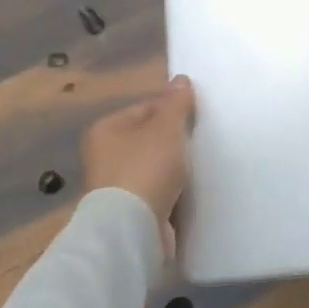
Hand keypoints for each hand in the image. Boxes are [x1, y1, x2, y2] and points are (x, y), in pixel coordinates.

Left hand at [81, 76, 195, 253]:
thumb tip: (181, 80)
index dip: (173, 110)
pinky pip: (159, 191)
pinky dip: (174, 190)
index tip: (198, 118)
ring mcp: (117, 185)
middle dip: (176, 140)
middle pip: (150, 138)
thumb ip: (176, 103)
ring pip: (156, 166)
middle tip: (203, 140)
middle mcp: (105, 155)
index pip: (146, 108)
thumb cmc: (146, 168)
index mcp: (106, 130)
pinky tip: (191, 189)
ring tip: (201, 165)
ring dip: (176, 167)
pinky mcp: (131, 210)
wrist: (134, 228)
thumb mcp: (166, 127)